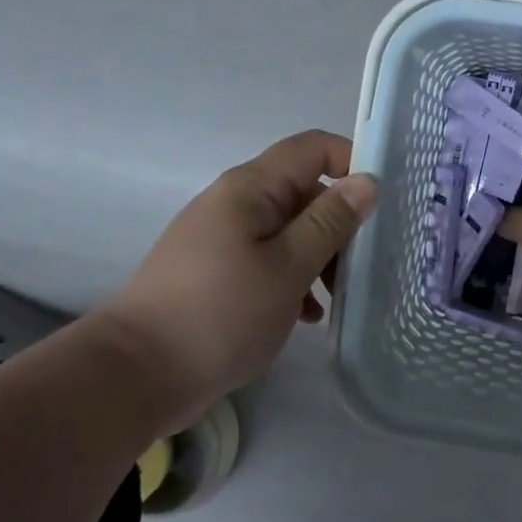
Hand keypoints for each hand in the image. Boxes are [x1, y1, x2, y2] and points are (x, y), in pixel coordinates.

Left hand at [94, 130, 376, 421]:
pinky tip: (307, 316)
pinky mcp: (218, 271)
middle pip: (305, 192)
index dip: (353, 162)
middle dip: (340, 224)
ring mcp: (224, 237)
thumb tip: (367, 181)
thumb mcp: (289, 266)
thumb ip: (331, 221)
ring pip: (291, 230)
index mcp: (252, 188)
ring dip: (320, 257)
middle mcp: (237, 202)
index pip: (314, 148)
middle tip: (365, 267)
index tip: (384, 203)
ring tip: (336, 299)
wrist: (137, 373)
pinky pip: (269, 259)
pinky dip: (294, 279)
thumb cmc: (221, 313)